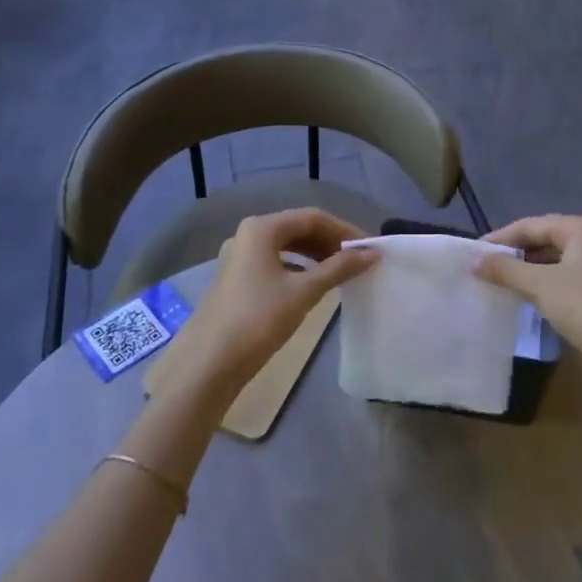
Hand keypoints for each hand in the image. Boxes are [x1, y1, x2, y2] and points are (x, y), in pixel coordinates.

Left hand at [182, 209, 377, 388]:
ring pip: (287, 246)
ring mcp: (239, 257)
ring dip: (316, 255)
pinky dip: (299, 268)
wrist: (209, 364)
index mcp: (262, 228)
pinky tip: (314, 284)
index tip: (369, 248)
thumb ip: (339, 268)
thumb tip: (372, 253)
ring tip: (341, 271)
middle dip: (330, 242)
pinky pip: (275, 262)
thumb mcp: (304, 291)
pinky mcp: (237, 278)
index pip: (313, 217)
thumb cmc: (259, 319)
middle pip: (298, 228)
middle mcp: (248, 235)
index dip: (344, 230)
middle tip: (358, 260)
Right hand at [475, 215, 581, 357]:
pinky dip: (538, 277)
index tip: (473, 251)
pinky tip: (520, 289)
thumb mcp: (539, 285)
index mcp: (578, 228)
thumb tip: (472, 260)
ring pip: (549, 256)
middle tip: (482, 263)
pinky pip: (558, 271)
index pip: (530, 225)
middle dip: (512, 250)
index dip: (500, 237)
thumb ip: (505, 269)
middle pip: (540, 237)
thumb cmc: (581, 306)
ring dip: (524, 265)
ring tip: (495, 276)